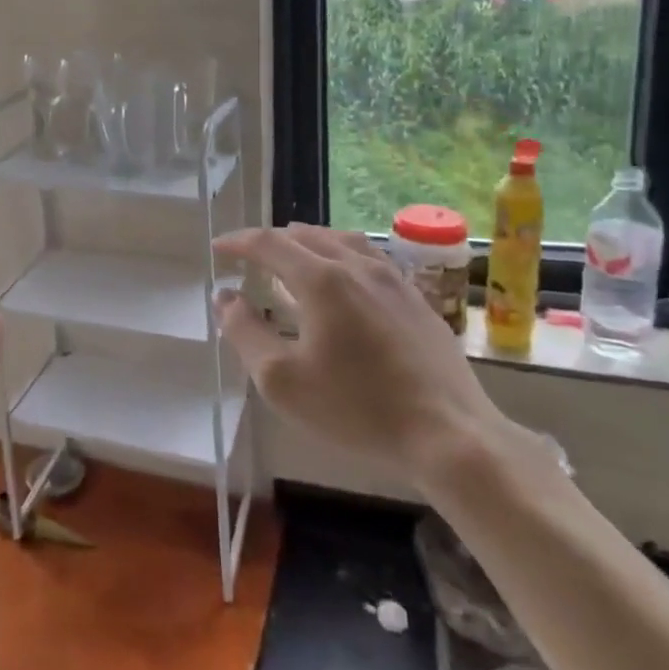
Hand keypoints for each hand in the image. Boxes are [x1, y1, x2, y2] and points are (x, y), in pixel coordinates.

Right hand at [214, 224, 515, 493]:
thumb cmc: (356, 409)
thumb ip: (245, 332)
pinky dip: (340, 256)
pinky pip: (369, 258)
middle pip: (305, 235)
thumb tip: (225, 297)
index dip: (238, 241)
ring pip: (341, 241)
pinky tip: (343, 280)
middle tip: (249, 256)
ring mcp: (392, 279)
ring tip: (292, 257)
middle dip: (270, 241)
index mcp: (321, 279)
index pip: (269, 243)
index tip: (218, 248)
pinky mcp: (416, 299)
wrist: (450, 435)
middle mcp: (356, 266)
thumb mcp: (281, 380)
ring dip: (308, 242)